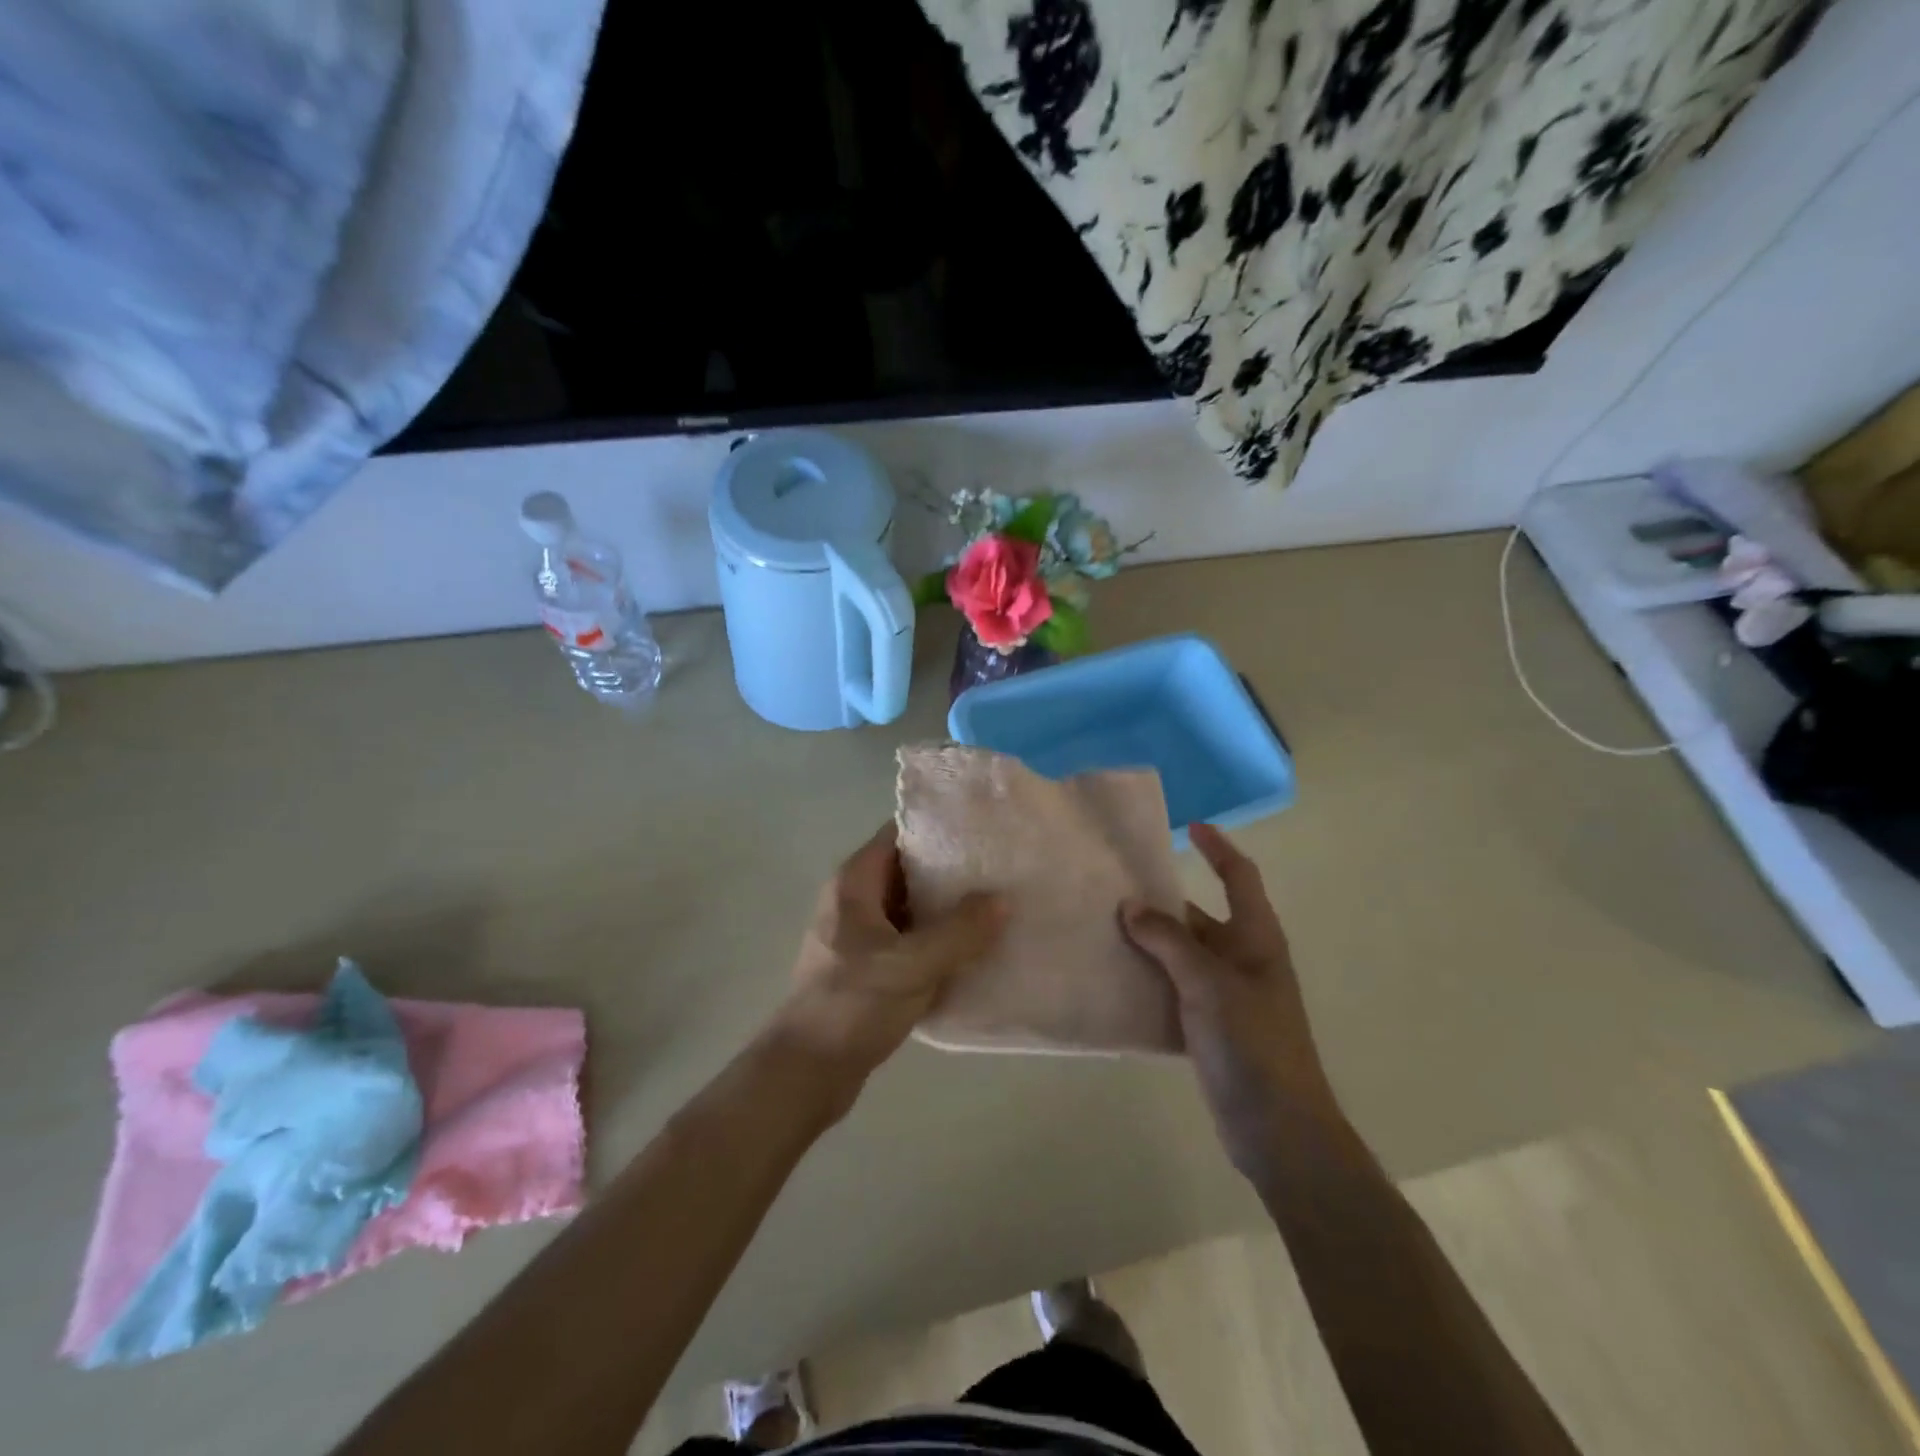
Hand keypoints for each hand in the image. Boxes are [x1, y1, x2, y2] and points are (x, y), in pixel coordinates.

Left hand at [776, 822, 1004, 1098]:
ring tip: (995, 906)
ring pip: (911, 907)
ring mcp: (859, 934)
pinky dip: (936, 939)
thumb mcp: (912, 965)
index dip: (938, 829)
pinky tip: (972, 948)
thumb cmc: (852, 1005)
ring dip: (946, 908)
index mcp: (855, 882)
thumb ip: (960, 931)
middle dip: (950, 870)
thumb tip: (1002, 900)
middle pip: (908, 869)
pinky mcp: (866, 966)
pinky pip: (908, 939)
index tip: (981, 831)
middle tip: (999, 871)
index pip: (899, 833)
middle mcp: (854, 899)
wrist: (806, 1072)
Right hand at [1120, 824, 1334, 1180]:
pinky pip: (1175, 990)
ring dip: (1150, 942)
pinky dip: (1150, 980)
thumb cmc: (1252, 1044)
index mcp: (1256, 939)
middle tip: (1115, 888)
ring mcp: (1228, 996)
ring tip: (1104, 929)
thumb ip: (1168, 941)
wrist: (1279, 1129)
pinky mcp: (1212, 1028)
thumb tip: (1131, 906)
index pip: (1240, 878)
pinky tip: (1116, 980)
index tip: (1190, 827)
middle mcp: (1243, 960)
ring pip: (1183, 955)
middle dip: (1163, 902)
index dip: (1218, 849)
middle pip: (1201, 916)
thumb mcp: (1208, 984)